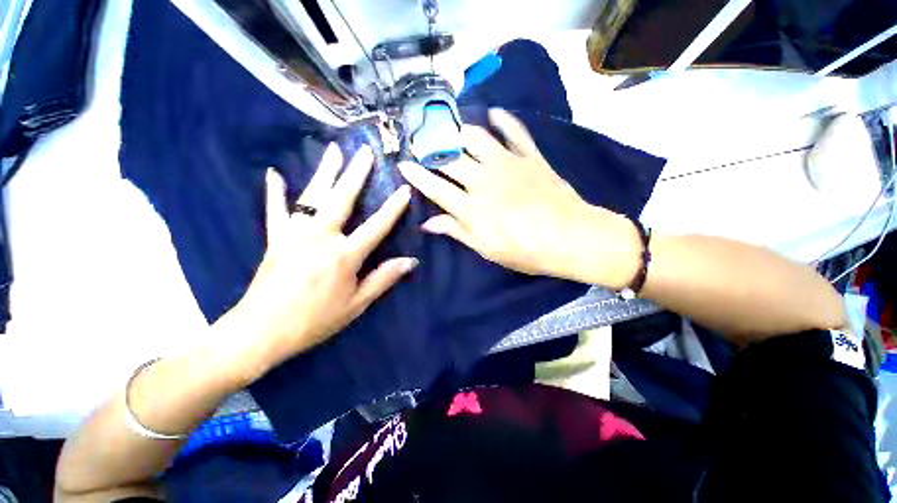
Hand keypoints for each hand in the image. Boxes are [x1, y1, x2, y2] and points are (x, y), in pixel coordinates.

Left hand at [224, 145, 415, 378]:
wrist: (263, 331)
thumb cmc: (316, 320)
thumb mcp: (357, 304)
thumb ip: (384, 278)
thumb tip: (410, 261)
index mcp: (345, 256)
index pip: (377, 226)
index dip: (393, 208)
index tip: (405, 189)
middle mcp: (322, 237)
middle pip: (342, 199)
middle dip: (356, 174)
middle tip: (364, 151)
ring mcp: (295, 234)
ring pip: (312, 197)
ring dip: (325, 172)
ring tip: (334, 150)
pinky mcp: (275, 238)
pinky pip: (275, 210)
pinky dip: (275, 192)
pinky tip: (274, 173)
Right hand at [398, 109, 639, 287]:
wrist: (570, 238)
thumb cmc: (524, 251)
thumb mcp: (485, 248)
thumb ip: (456, 231)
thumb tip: (428, 224)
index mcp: (471, 207)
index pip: (435, 187)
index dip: (417, 175)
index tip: (403, 164)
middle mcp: (484, 180)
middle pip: (450, 158)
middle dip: (431, 149)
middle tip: (421, 142)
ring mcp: (508, 164)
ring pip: (477, 137)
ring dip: (461, 131)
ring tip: (452, 129)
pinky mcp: (530, 157)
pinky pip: (515, 131)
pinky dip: (505, 120)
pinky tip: (495, 113)